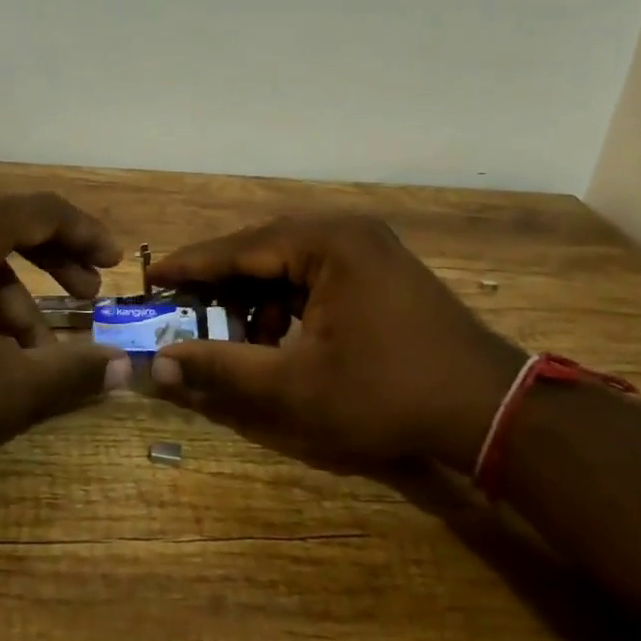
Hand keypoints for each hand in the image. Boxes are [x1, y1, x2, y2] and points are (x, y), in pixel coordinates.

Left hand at [0, 192, 128, 486]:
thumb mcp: (3, 390)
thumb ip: (71, 374)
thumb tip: (125, 367)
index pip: (44, 209)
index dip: (86, 232)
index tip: (113, 261)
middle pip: (9, 225)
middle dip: (54, 261)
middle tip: (85, 297)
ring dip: (11, 294)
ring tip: (29, 351)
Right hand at [147, 215, 523, 474]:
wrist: (489, 409)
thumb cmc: (385, 393)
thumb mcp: (293, 386)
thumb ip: (220, 369)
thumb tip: (158, 365)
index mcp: (326, 242)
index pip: (239, 247)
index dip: (191, 265)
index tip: (151, 276)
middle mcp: (347, 230)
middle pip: (263, 250)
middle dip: (222, 284)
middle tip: (183, 308)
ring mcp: (370, 247)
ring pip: (290, 264)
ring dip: (257, 297)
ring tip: (235, 335)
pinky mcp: (382, 268)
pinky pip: (317, 274)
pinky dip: (290, 301)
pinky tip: (281, 337)